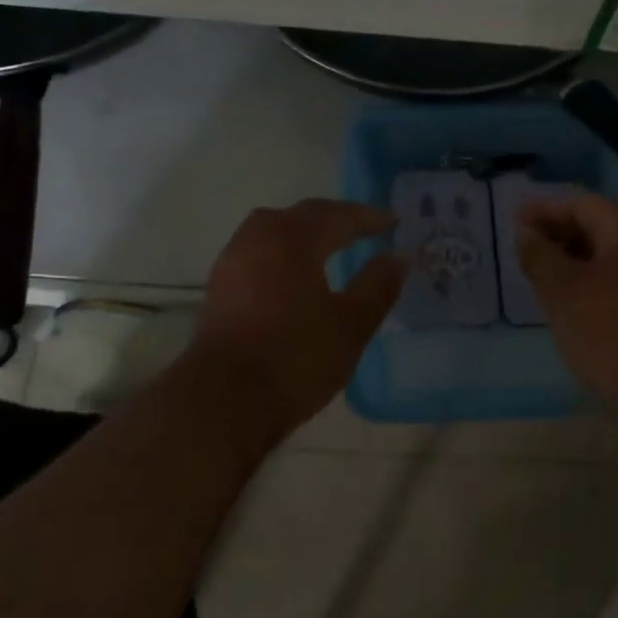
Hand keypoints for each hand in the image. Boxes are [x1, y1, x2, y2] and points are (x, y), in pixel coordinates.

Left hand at [191, 200, 407, 448]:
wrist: (222, 401)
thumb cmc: (295, 358)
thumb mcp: (351, 324)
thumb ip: (378, 285)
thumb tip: (399, 256)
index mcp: (293, 238)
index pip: (337, 215)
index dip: (368, 218)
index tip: (394, 222)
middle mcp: (258, 237)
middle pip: (302, 216)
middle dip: (335, 220)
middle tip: (363, 229)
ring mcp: (232, 261)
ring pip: (274, 231)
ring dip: (305, 234)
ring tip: (329, 248)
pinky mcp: (218, 287)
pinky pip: (259, 253)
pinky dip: (283, 253)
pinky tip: (294, 276)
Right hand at [516, 192, 617, 413]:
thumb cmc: (611, 333)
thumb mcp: (563, 291)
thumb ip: (540, 255)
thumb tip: (525, 232)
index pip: (581, 204)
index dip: (544, 209)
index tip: (512, 220)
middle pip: (595, 225)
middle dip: (556, 232)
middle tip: (521, 247)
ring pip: (603, 254)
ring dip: (569, 258)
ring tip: (536, 272)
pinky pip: (613, 278)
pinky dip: (585, 279)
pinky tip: (565, 299)